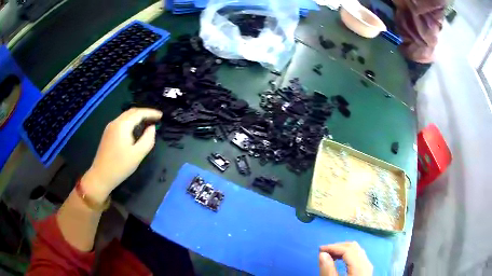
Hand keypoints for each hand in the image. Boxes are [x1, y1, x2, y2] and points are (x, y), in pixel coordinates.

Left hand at [81, 108, 161, 202]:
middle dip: (144, 113)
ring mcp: (110, 127)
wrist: (101, 176)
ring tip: (147, 122)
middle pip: (131, 112)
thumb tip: (152, 128)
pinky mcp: (108, 133)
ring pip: (126, 116)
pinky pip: (121, 122)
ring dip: (137, 117)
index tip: (161, 116)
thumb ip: (148, 139)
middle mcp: (115, 122)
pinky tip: (135, 129)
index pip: (139, 113)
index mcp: (122, 125)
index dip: (151, 113)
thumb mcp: (138, 154)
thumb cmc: (120, 166)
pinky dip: (131, 122)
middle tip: (156, 118)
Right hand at [319, 242, 372, 275]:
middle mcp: (367, 264)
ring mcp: (368, 267)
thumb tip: (322, 254)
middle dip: (338, 247)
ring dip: (343, 250)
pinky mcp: (366, 271)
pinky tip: (340, 260)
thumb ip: (327, 270)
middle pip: (355, 247)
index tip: (319, 250)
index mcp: (360, 267)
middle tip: (324, 251)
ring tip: (330, 255)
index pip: (348, 250)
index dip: (333, 247)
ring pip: (357, 251)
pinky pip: (358, 257)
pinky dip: (348, 255)